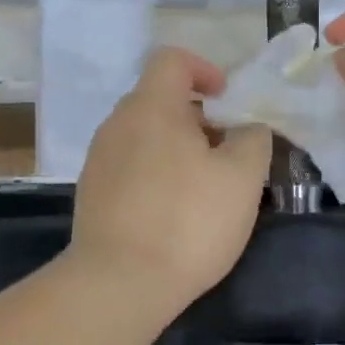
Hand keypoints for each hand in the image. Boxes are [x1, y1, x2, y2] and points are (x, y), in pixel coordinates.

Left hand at [70, 47, 271, 307]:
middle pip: (159, 99)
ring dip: (177, 147)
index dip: (205, 69)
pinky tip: (174, 212)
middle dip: (198, 117)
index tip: (228, 100)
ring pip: (145, 135)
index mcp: (151, 107)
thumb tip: (245, 129)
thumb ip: (252, 139)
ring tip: (204, 186)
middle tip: (227, 151)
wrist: (118, 284)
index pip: (172, 60)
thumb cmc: (187, 221)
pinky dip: (156, 173)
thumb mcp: (242, 177)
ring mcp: (99, 160)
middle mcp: (118, 124)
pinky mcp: (92, 194)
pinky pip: (130, 165)